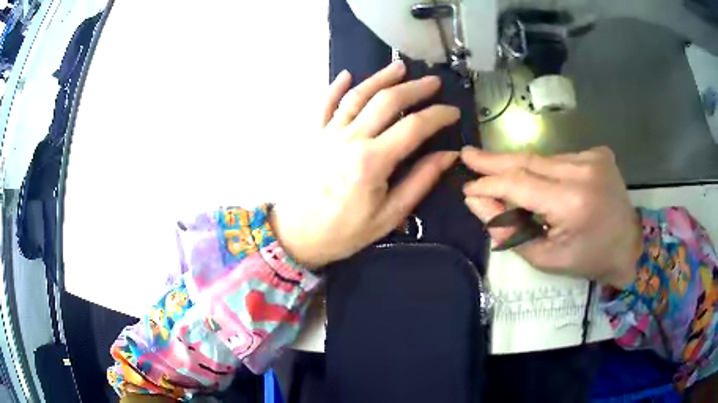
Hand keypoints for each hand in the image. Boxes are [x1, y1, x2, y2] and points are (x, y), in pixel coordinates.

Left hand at [272, 61, 459, 268]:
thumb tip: (448, 156)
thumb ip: (419, 182)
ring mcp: (328, 133)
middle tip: (433, 82)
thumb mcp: (388, 216)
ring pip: (357, 96)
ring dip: (380, 78)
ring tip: (399, 67)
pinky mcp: (311, 135)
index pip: (414, 127)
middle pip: (387, 101)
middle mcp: (350, 138)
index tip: (453, 112)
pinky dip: (335, 87)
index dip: (437, 116)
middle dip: (414, 88)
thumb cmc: (343, 232)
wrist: (294, 236)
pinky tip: (346, 75)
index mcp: (373, 161)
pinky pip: (323, 104)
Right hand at [461, 146, 641, 288]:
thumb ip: (509, 230)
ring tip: (498, 173)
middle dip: (495, 160)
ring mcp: (593, 158)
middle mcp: (583, 171)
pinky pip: (560, 159)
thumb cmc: (588, 260)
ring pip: (543, 158)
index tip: (467, 187)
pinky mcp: (598, 153)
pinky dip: (544, 169)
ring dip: (519, 167)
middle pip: (528, 160)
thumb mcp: (546, 258)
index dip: (490, 184)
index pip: (519, 184)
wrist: (629, 246)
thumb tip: (478, 202)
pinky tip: (542, 182)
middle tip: (468, 155)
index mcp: (572, 203)